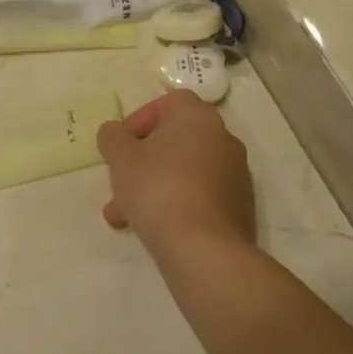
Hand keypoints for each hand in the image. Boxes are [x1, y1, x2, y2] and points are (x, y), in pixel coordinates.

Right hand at [97, 90, 255, 254]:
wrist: (205, 251)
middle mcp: (223, 139)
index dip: (140, 119)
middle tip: (118, 183)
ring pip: (184, 172)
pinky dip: (176, 205)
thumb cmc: (158, 188)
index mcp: (198, 117)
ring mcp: (236, 176)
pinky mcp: (239, 209)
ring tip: (123, 217)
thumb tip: (116, 133)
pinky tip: (152, 230)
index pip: (168, 103)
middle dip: (142, 161)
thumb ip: (112, 136)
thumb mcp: (120, 156)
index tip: (121, 144)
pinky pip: (199, 196)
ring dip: (153, 187)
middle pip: (175, 141)